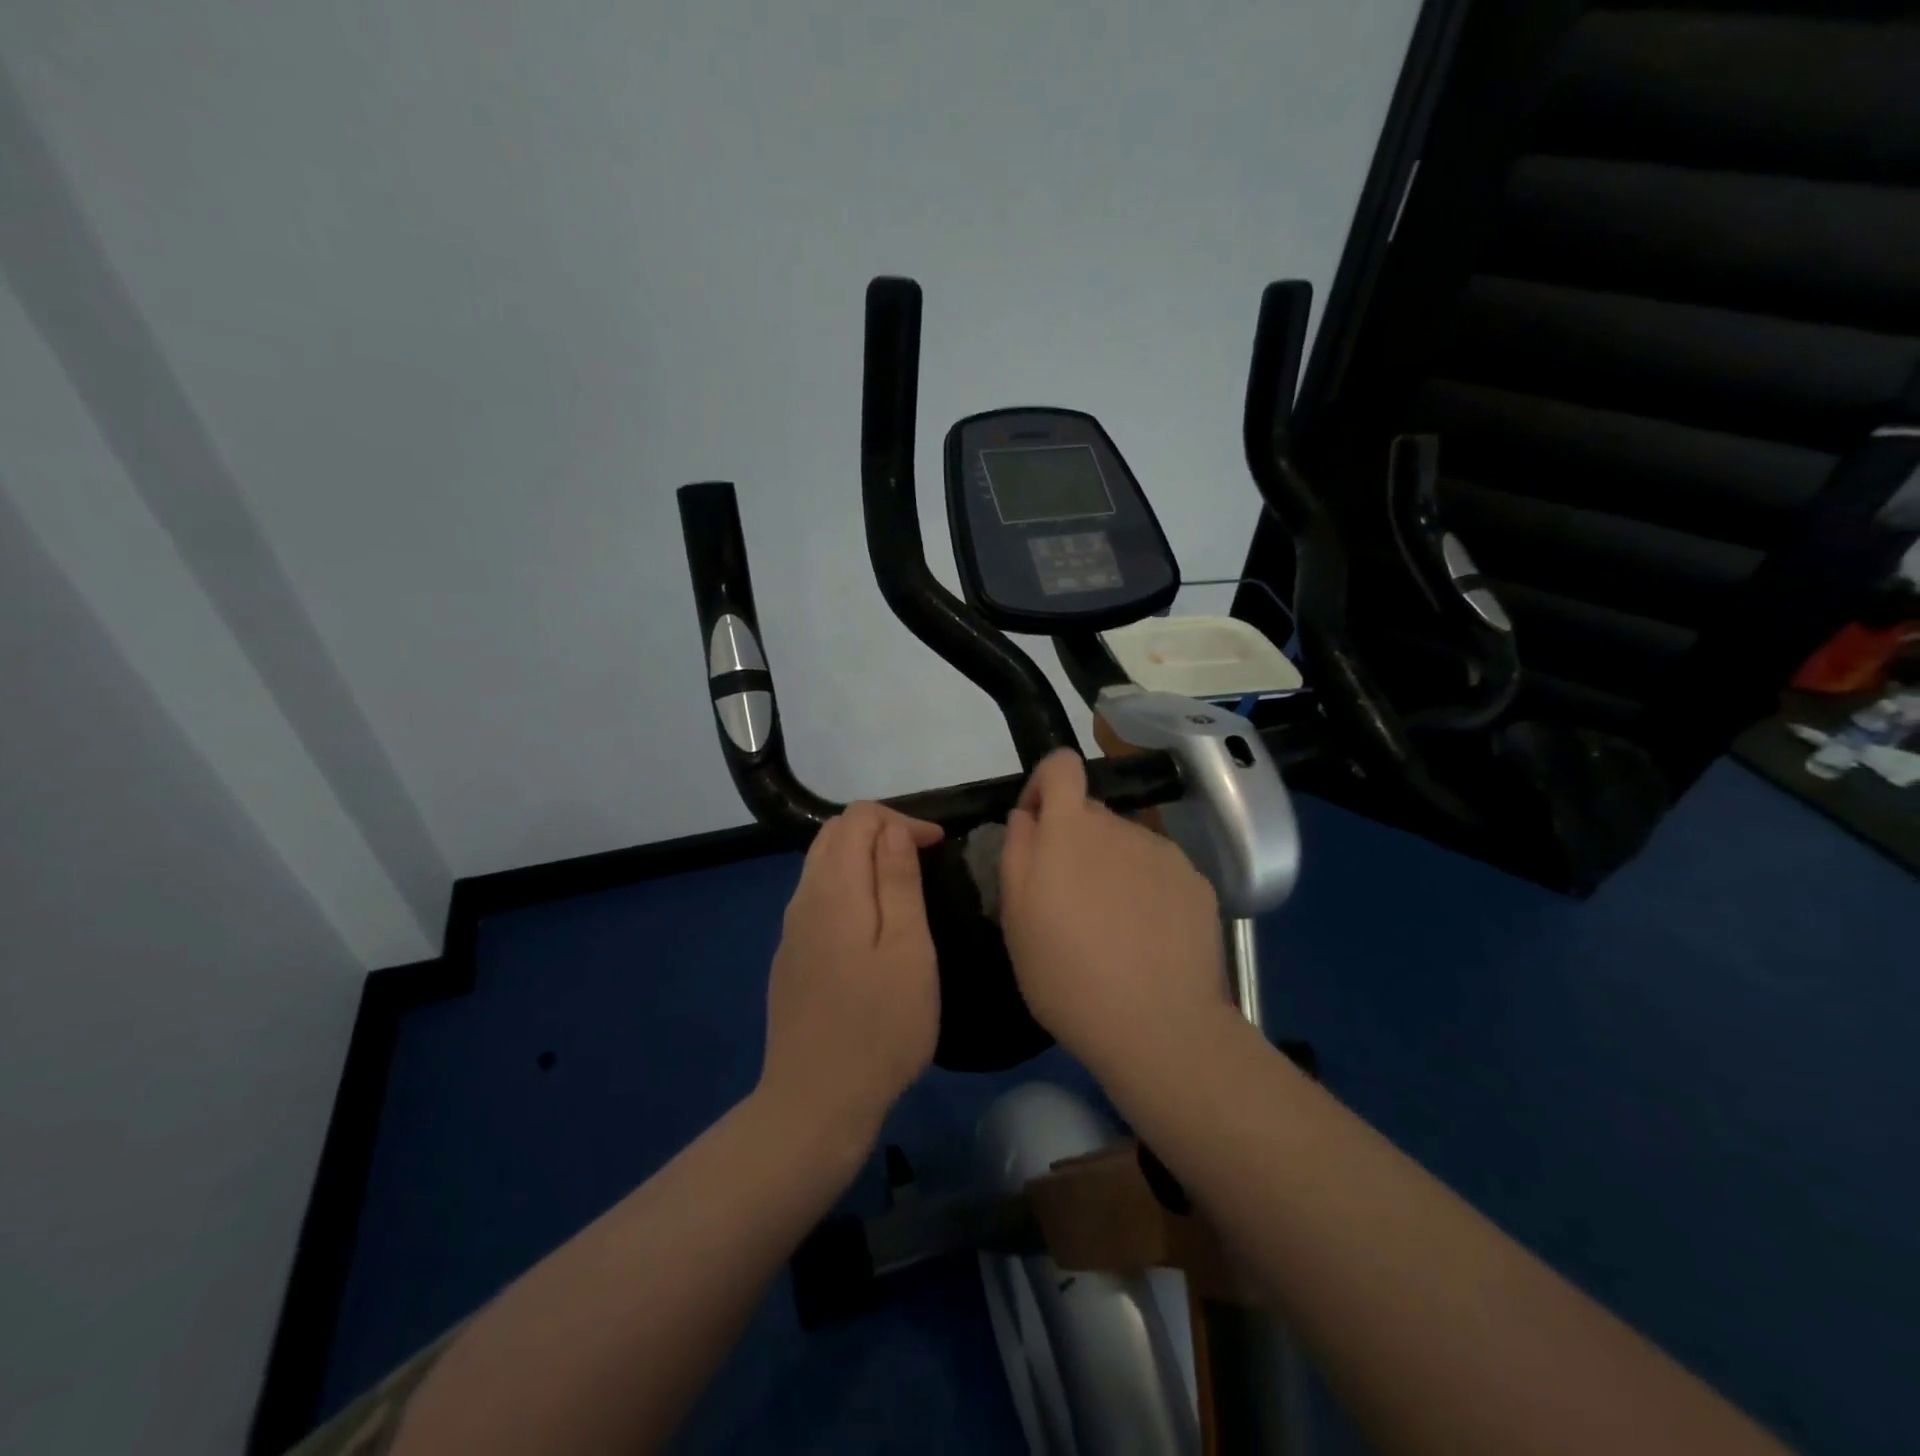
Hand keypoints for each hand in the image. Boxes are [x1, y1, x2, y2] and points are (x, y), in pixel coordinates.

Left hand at [760, 803, 944, 1144]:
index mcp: (834, 889)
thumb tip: (893, 829)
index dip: (900, 820)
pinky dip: (848, 886)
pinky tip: (872, 924)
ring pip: (822, 865)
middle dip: (880, 831)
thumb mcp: (908, 949)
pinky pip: (817, 898)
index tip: (937, 846)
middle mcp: (804, 898)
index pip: (858, 818)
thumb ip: (899, 881)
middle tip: (922, 859)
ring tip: (903, 885)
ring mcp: (792, 930)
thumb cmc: (880, 1026)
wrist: (816, 1103)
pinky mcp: (790, 958)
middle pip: (834, 834)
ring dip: (863, 858)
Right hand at [999, 750, 1230, 1075]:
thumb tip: (1028, 816)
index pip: (1061, 765)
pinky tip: (1147, 938)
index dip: (1045, 785)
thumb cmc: (1067, 975)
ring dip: (1111, 868)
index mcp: (1071, 829)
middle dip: (1074, 842)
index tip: (1037, 827)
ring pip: (1126, 844)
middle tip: (1067, 902)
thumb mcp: (1016, 918)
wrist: (1159, 1027)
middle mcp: (1121, 827)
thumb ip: (1017, 851)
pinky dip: (1147, 890)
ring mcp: (1165, 853)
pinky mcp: (1198, 883)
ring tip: (1110, 928)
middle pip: (1091, 814)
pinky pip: (1160, 871)